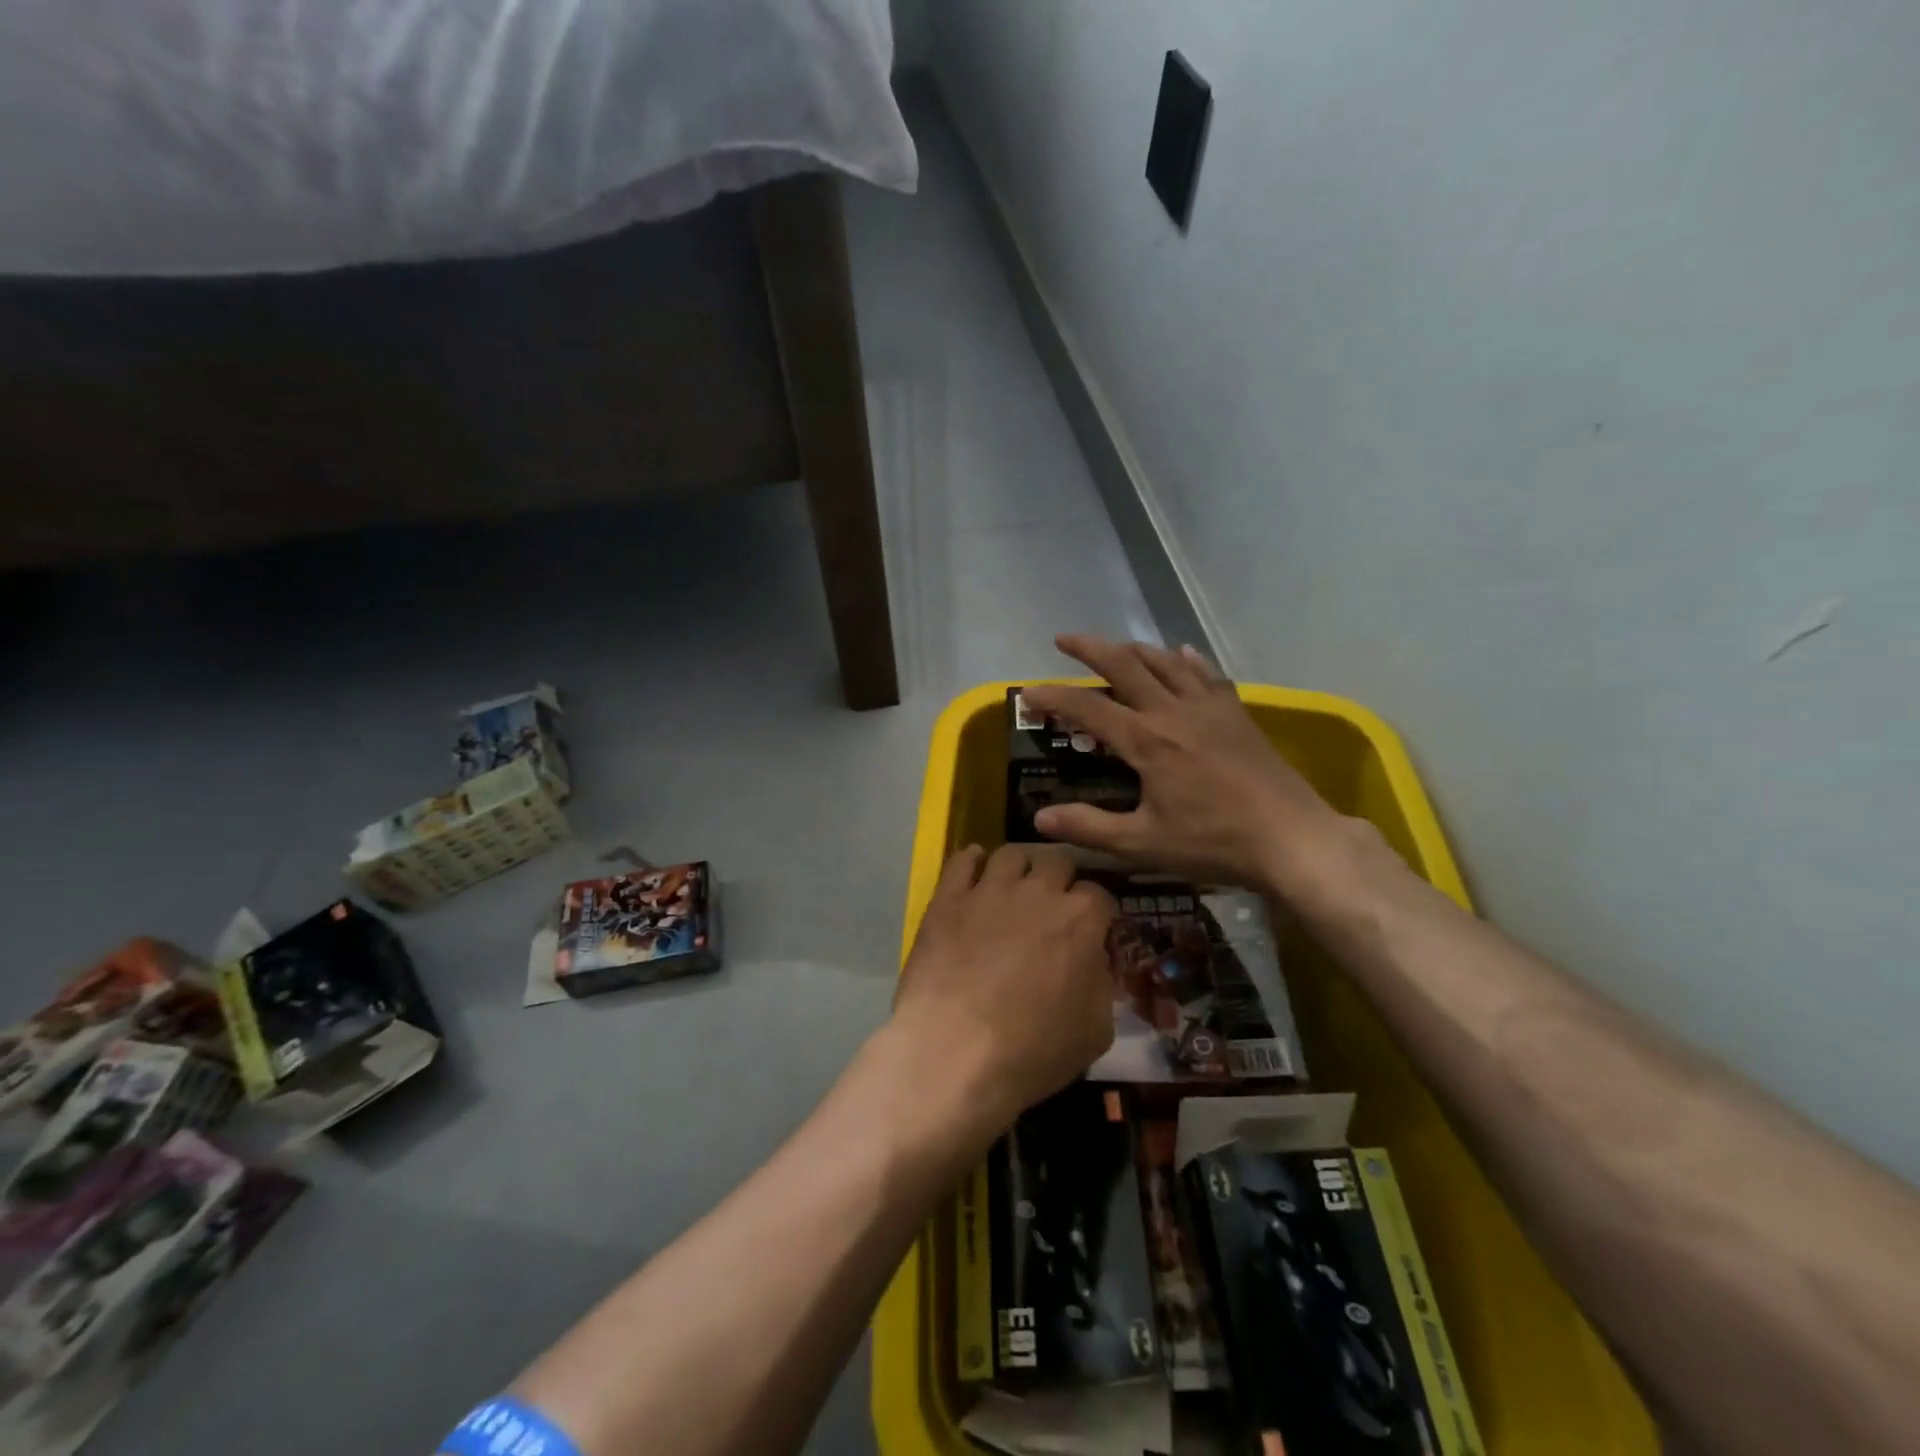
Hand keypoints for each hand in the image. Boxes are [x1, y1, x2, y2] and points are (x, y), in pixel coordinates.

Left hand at [891, 844, 1116, 1130]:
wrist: (955, 1051)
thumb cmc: (1033, 1049)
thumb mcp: (1095, 1031)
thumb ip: (1102, 985)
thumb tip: (1095, 963)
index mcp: (1080, 919)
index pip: (1099, 895)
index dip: (1096, 913)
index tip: (1090, 931)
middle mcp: (1038, 891)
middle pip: (1057, 862)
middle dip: (1060, 880)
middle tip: (1051, 907)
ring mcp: (990, 889)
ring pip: (1011, 854)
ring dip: (1019, 867)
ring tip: (1013, 887)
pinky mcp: (948, 898)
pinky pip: (962, 860)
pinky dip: (971, 861)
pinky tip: (973, 872)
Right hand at [1020, 634, 1347, 896]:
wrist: (1292, 838)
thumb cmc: (1214, 843)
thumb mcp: (1143, 844)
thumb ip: (1089, 828)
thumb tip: (1039, 821)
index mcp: (1146, 741)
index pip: (1087, 708)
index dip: (1052, 697)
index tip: (1027, 694)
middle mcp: (1173, 712)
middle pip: (1125, 665)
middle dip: (1090, 648)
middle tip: (1063, 639)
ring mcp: (1209, 708)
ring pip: (1165, 662)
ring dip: (1133, 649)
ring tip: (1114, 647)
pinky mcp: (1235, 714)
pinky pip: (1205, 674)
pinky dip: (1186, 660)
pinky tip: (1181, 654)